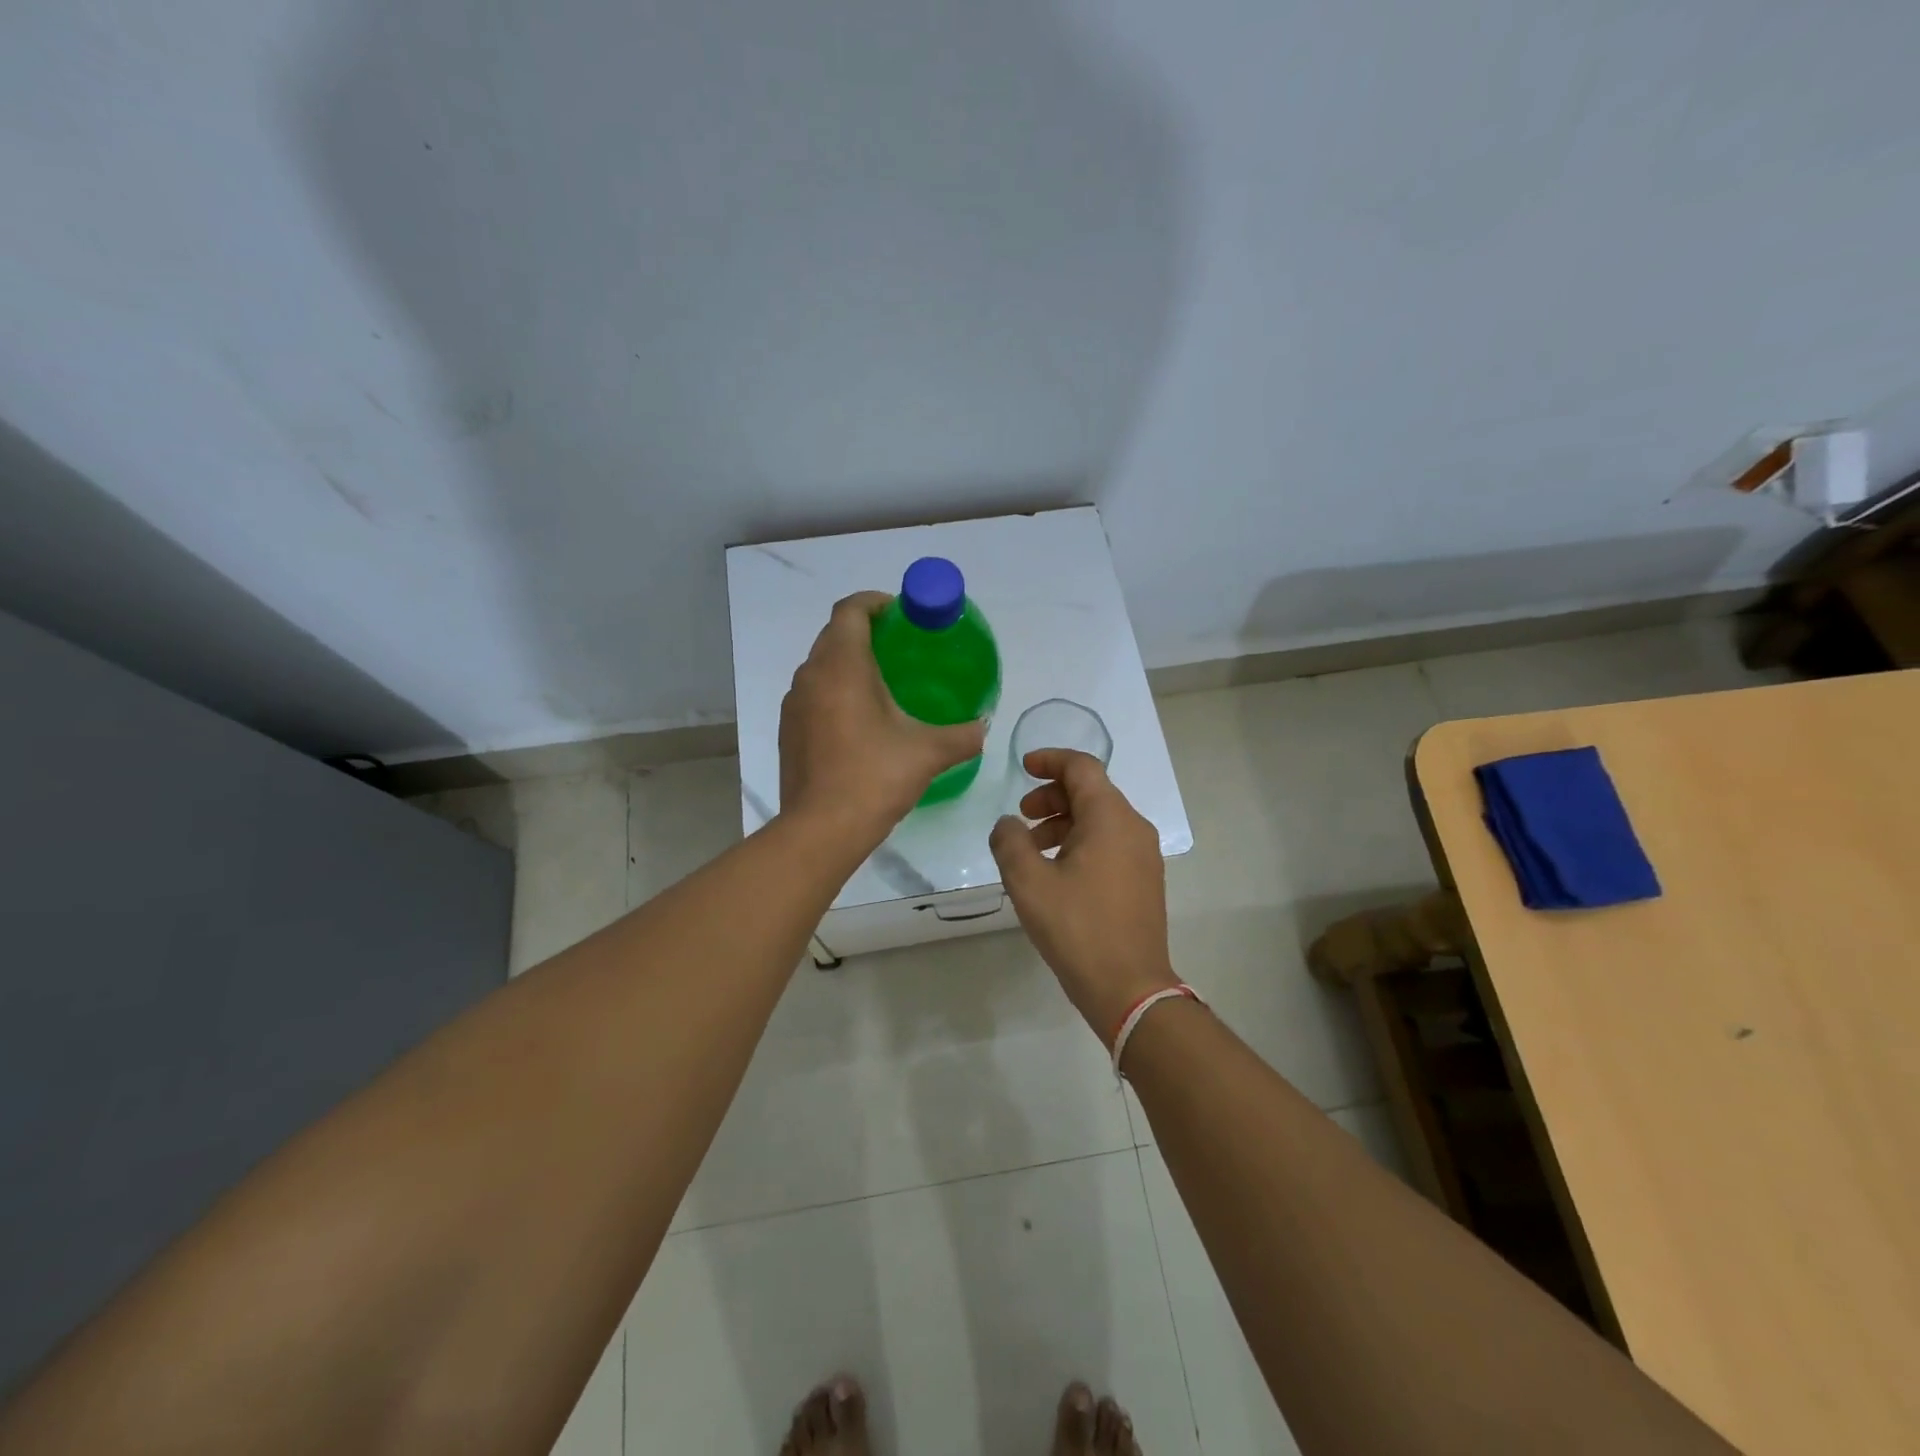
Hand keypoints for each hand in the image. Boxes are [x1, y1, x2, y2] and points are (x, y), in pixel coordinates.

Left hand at [779, 592, 987, 847]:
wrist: (821, 829)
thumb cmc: (874, 777)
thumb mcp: (929, 753)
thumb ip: (963, 735)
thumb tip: (982, 726)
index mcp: (841, 666)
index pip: (851, 610)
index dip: (875, 602)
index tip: (902, 614)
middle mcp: (811, 676)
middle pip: (834, 634)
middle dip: (866, 632)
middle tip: (902, 649)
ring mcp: (794, 704)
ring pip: (821, 666)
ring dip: (849, 664)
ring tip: (884, 684)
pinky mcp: (788, 731)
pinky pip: (813, 695)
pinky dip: (835, 692)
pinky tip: (860, 721)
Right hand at [989, 749, 1179, 1040]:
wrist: (1129, 987)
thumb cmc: (1077, 928)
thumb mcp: (1029, 882)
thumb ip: (1010, 842)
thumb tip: (1007, 824)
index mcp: (1110, 818)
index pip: (1082, 768)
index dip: (1050, 760)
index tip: (1023, 767)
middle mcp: (1133, 827)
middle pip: (1092, 791)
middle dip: (1052, 796)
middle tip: (1021, 816)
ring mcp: (1144, 855)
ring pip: (1100, 819)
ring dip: (1064, 822)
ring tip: (1032, 849)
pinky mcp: (1144, 879)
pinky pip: (1110, 843)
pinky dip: (1081, 842)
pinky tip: (1056, 871)